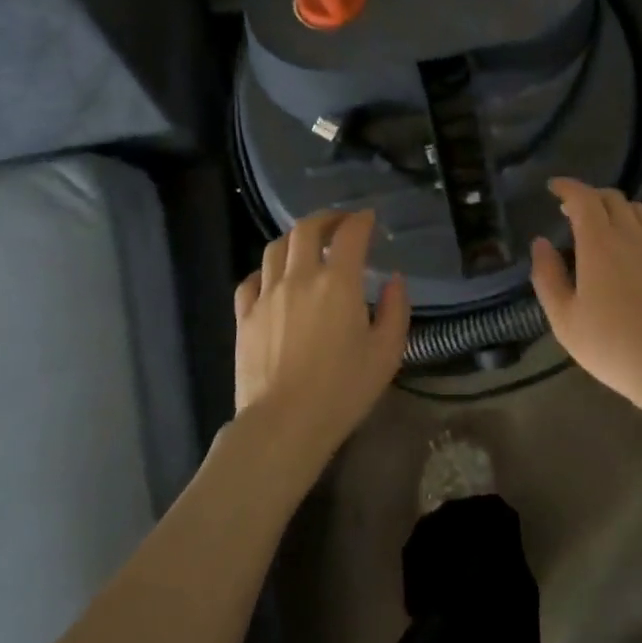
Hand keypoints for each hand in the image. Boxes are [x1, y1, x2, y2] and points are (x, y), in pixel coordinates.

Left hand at [233, 209, 409, 481]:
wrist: (284, 424)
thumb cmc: (343, 390)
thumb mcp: (387, 353)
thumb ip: (396, 310)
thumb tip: (394, 280)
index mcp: (338, 283)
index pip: (350, 234)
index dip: (361, 220)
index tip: (369, 219)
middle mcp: (300, 278)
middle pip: (307, 229)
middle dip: (326, 218)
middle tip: (339, 223)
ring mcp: (267, 295)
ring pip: (276, 248)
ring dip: (295, 238)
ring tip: (307, 245)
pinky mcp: (245, 316)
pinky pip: (251, 279)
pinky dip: (266, 270)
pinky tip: (274, 279)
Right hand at [530, 178, 641, 431]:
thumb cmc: (613, 347)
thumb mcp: (565, 320)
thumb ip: (547, 276)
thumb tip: (540, 243)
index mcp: (600, 243)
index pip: (583, 197)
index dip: (567, 187)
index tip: (554, 188)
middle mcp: (633, 234)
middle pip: (611, 197)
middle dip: (589, 197)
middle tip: (573, 212)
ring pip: (637, 210)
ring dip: (615, 209)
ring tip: (603, 228)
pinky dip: (637, 228)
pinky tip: (632, 252)